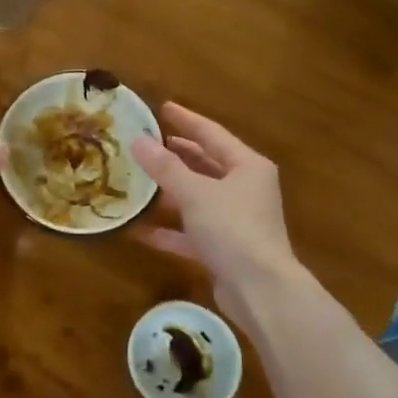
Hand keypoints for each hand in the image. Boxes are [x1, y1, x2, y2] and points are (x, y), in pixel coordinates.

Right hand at [132, 103, 297, 316]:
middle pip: (206, 165)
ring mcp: (236, 220)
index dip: (186, 119)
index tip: (162, 108)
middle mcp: (245, 189)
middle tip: (146, 143)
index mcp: (247, 166)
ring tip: (138, 180)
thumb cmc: (232, 229)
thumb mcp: (195, 193)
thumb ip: (165, 167)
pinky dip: (170, 230)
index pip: (212, 133)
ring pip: (198, 198)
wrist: (260, 290)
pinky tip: (140, 230)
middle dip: (176, 155)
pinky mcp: (225, 249)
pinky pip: (192, 232)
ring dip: (170, 192)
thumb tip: (138, 140)